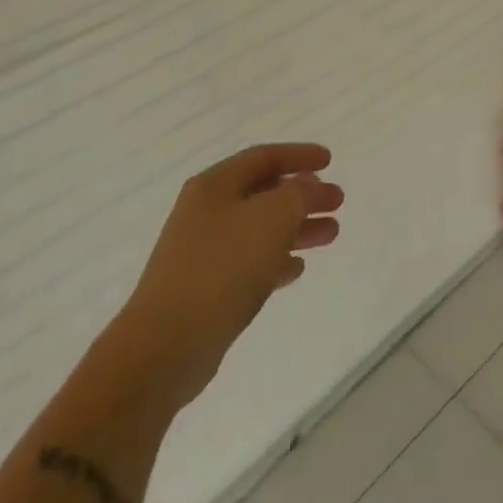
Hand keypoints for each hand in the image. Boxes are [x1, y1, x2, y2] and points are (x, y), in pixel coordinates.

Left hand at [107, 144, 343, 413]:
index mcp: (215, 186)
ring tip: (331, 234)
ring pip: (261, 229)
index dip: (299, 155)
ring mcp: (203, 253)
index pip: (264, 157)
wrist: (165, 346)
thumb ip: (300, 193)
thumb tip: (309, 184)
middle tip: (338, 201)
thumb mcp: (274, 216)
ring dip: (297, 228)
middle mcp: (206, 213)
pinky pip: (249, 264)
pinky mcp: (205, 290)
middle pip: (264, 193)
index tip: (331, 160)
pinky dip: (276, 259)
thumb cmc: (223, 267)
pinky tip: (297, 269)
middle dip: (304, 195)